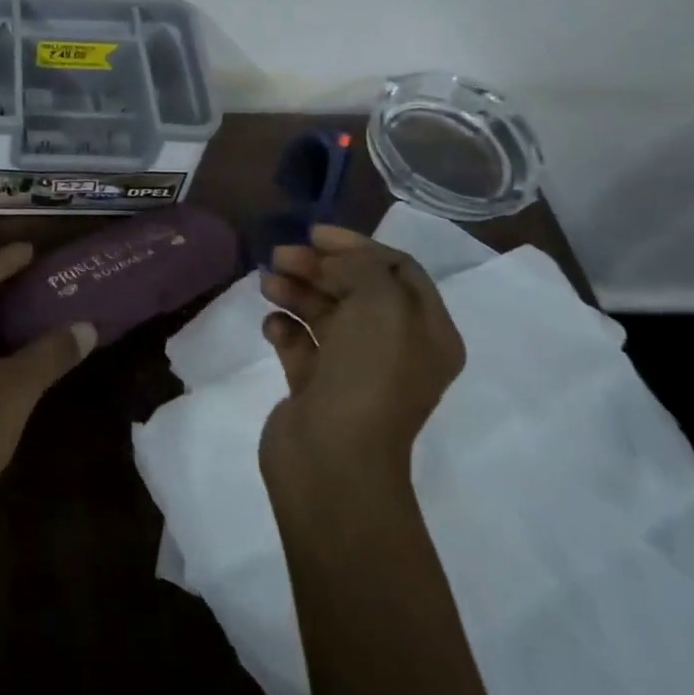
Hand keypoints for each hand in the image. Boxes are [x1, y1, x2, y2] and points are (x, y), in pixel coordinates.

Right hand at [258, 224, 464, 497]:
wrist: (334, 460)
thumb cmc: (368, 376)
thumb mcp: (380, 304)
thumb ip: (361, 267)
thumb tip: (331, 265)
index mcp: (426, 332)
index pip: (398, 269)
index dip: (358, 245)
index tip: (315, 234)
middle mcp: (395, 348)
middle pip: (356, 288)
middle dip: (319, 265)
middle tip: (281, 255)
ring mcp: (354, 369)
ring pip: (324, 313)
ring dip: (296, 290)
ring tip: (267, 283)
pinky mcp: (317, 386)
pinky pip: (300, 343)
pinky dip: (284, 327)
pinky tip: (273, 325)